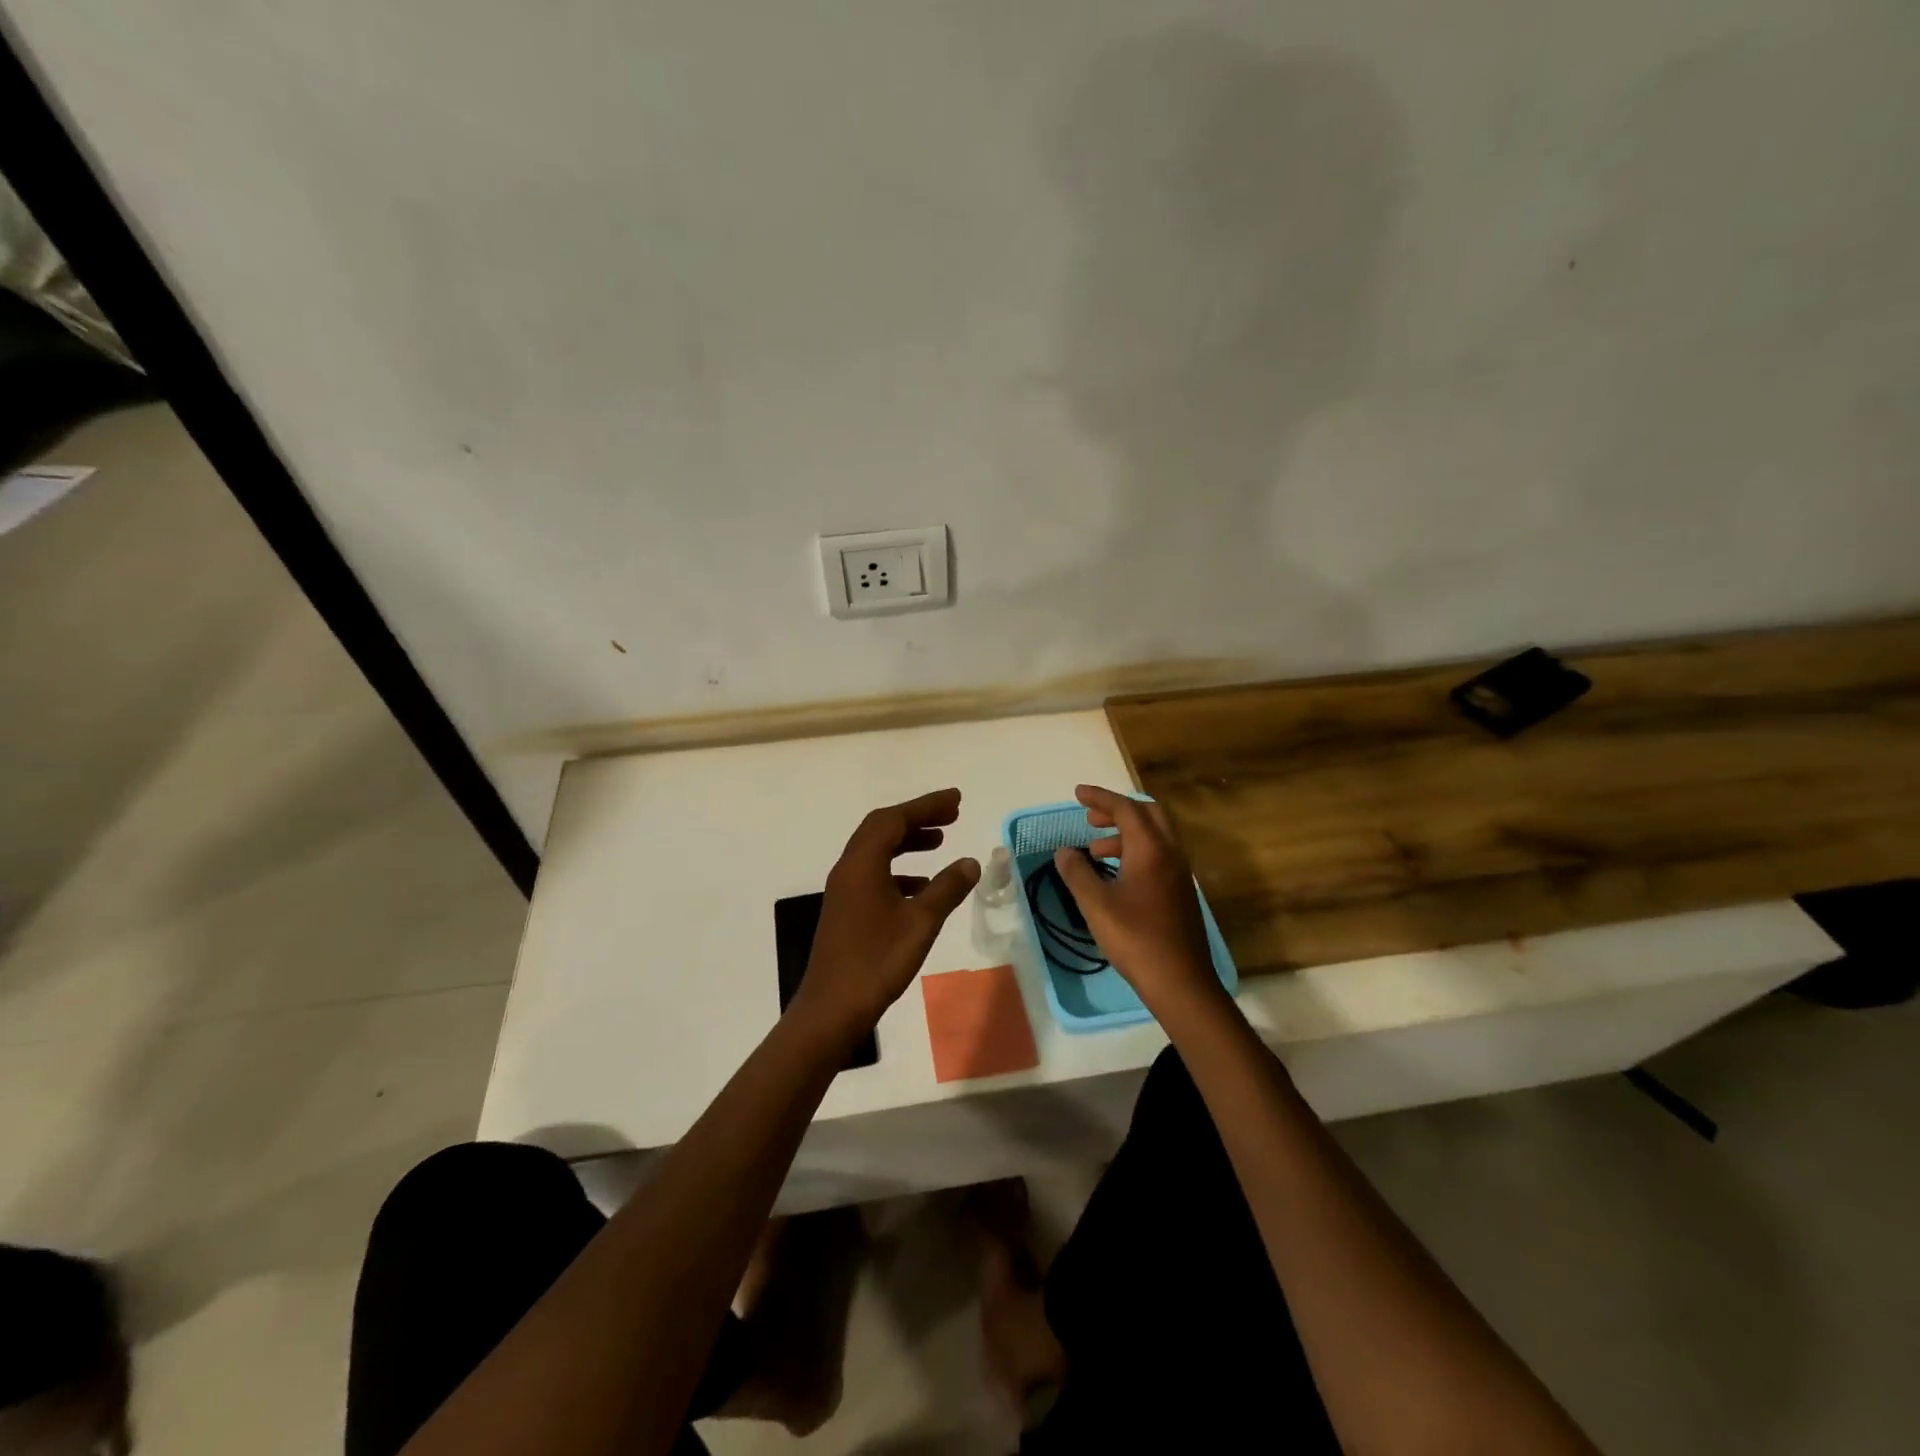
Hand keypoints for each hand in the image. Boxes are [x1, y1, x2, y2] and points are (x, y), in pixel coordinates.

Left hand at [789, 788, 980, 1047]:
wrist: (832, 1009)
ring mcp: (844, 890)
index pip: (894, 820)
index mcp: (862, 864)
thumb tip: (970, 862)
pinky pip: (874, 874)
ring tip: (940, 842)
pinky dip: (900, 870)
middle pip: (882, 829)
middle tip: (952, 815)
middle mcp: (848, 869)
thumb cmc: (877, 961)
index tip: (956, 800)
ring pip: (877, 851)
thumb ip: (947, 888)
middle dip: (917, 818)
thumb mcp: (920, 922)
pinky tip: (922, 886)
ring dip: (908, 842)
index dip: (926, 806)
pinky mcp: (846, 910)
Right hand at [1051, 785, 1226, 1020]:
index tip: (1077, 794)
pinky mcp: (1180, 891)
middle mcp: (1170, 853)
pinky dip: (1135, 851)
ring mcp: (1179, 873)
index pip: (1125, 808)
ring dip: (1124, 833)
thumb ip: (1077, 872)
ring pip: (1154, 836)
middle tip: (1090, 818)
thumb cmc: (1135, 938)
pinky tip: (1115, 874)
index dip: (1100, 798)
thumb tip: (1064, 851)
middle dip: (1117, 810)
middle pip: (1147, 814)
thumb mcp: (1095, 904)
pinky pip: (1158, 854)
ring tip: (1095, 850)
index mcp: (1151, 849)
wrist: (1180, 981)